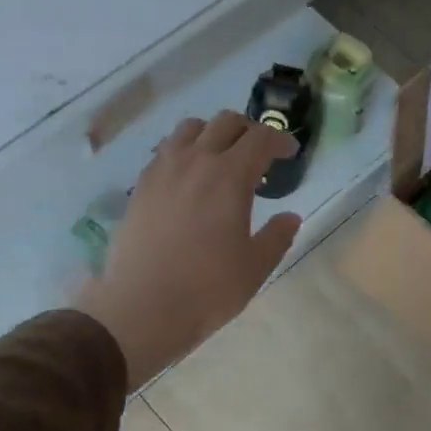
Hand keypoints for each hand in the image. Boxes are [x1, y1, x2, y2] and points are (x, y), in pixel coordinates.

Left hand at [74, 112, 300, 386]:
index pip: (260, 138)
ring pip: (189, 129)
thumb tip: (290, 217)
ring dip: (212, 134)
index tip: (289, 152)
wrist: (142, 308)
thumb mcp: (255, 267)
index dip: (280, 139)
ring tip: (220, 157)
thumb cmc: (207, 289)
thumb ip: (277, 236)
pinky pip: (165, 151)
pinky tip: (188, 178)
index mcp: (230, 176)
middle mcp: (195, 162)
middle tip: (259, 153)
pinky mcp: (140, 187)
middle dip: (248, 130)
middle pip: (225, 123)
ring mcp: (162, 171)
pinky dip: (183, 151)